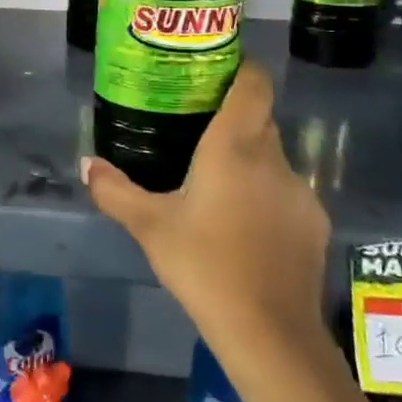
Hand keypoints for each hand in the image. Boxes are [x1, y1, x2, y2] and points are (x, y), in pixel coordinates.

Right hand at [81, 61, 328, 348]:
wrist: (270, 333)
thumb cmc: (204, 265)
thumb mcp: (149, 226)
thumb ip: (114, 190)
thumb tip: (87, 164)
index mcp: (234, 146)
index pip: (253, 83)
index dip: (239, 68)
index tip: (213, 72)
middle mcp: (273, 158)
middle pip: (258, 119)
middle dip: (231, 119)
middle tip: (195, 131)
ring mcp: (299, 191)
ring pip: (271, 158)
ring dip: (247, 162)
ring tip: (215, 186)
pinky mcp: (314, 223)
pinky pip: (285, 192)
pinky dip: (265, 196)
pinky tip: (243, 227)